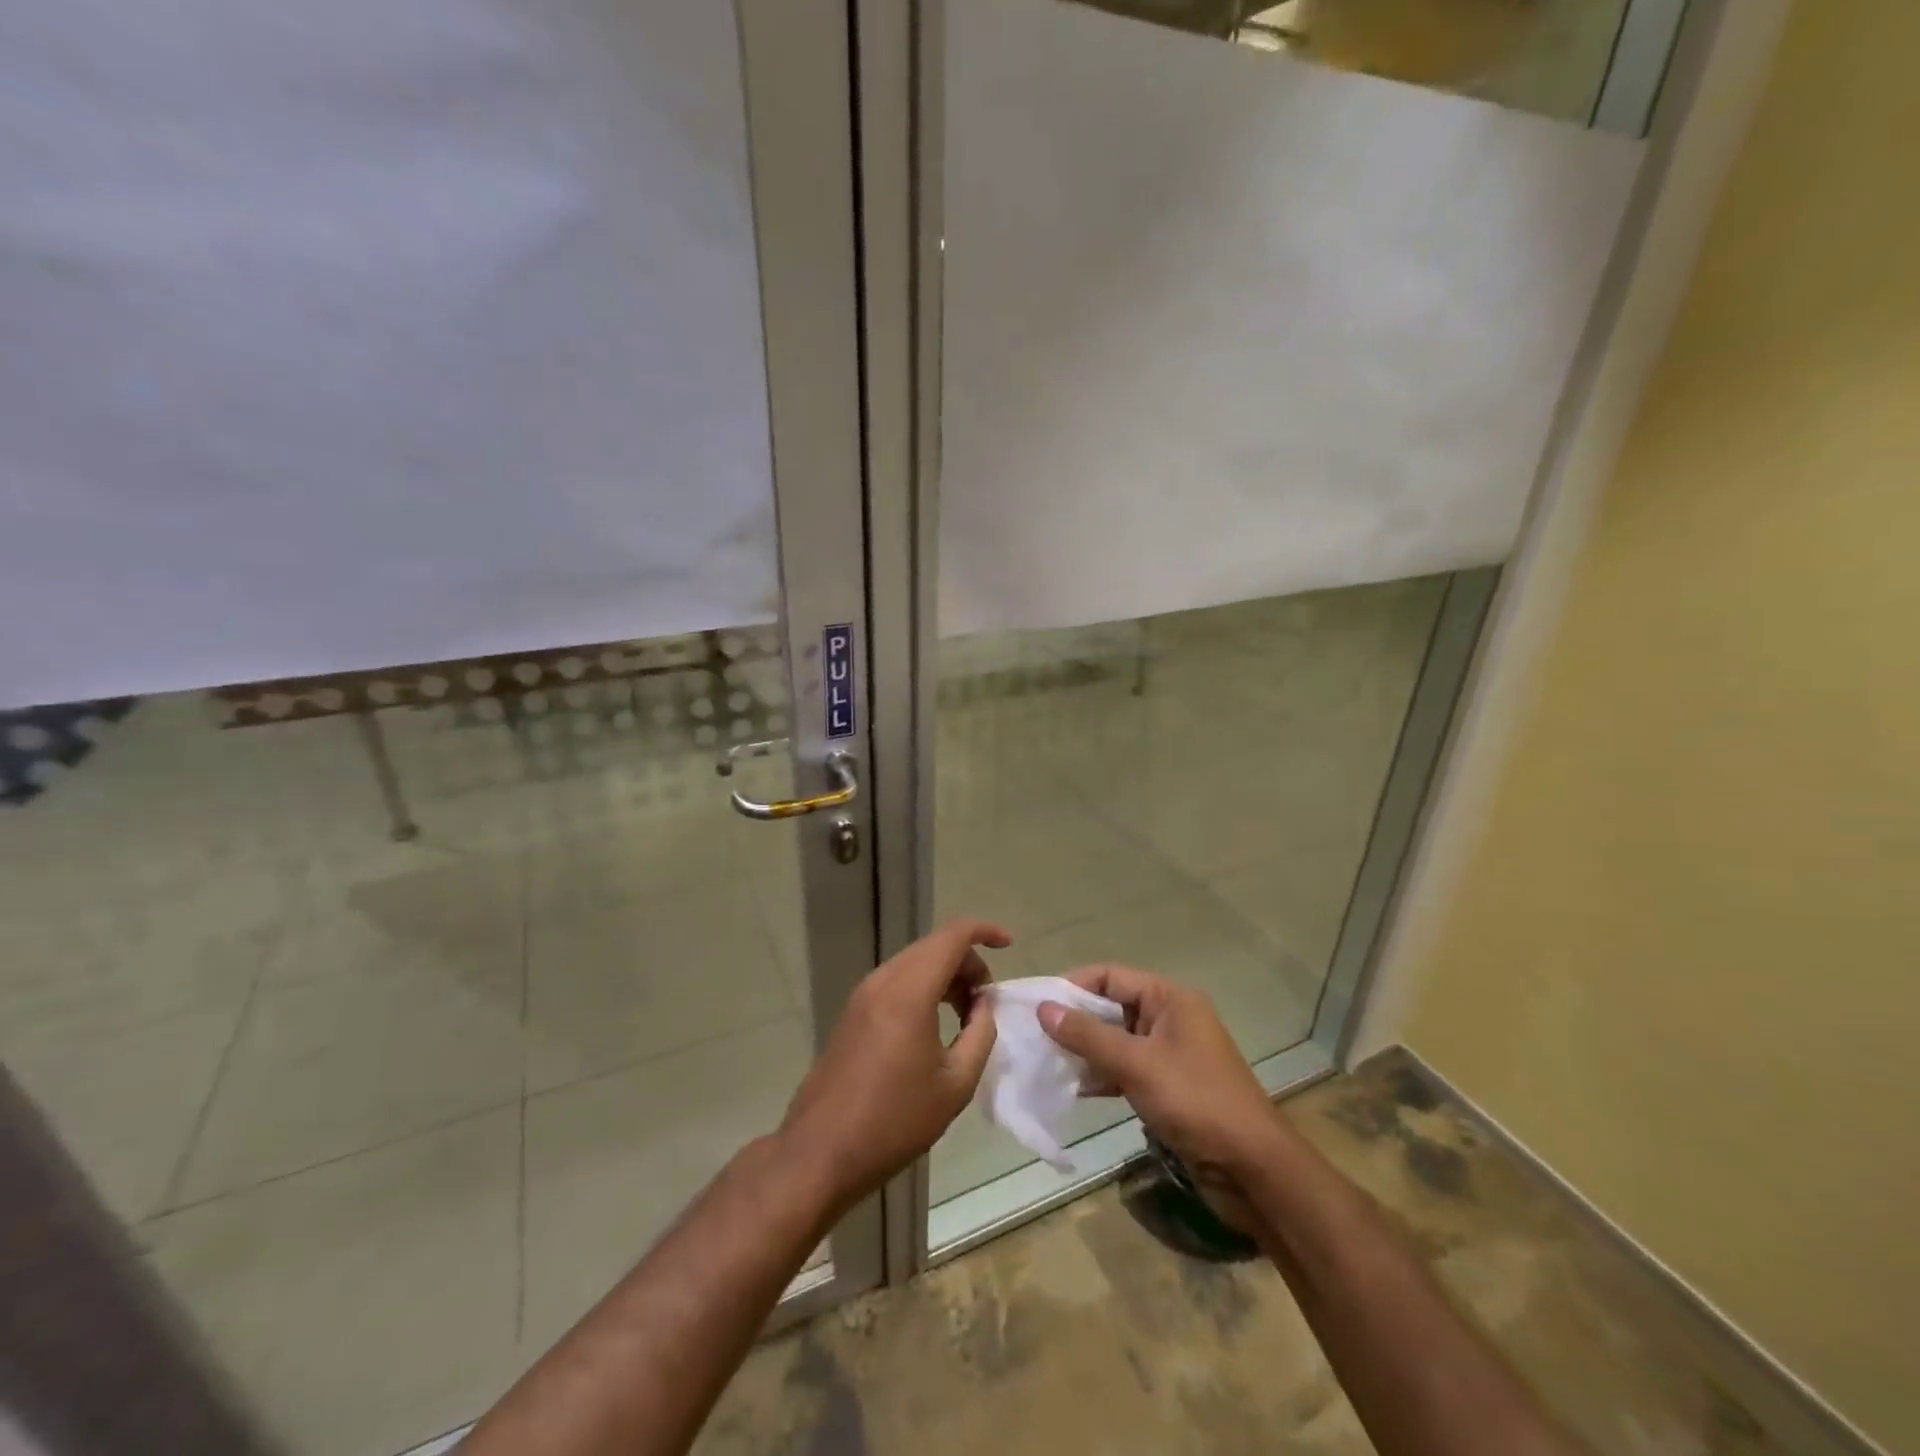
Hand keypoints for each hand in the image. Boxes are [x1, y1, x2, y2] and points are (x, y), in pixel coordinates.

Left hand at [779, 918, 1006, 1207]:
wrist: (821, 1152)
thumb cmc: (894, 1120)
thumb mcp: (955, 1084)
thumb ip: (980, 1033)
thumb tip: (983, 1004)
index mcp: (909, 991)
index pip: (953, 936)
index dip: (985, 931)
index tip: (1009, 945)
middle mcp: (883, 981)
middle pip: (933, 946)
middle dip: (967, 962)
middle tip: (986, 1001)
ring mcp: (862, 995)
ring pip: (914, 962)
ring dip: (945, 975)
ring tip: (965, 1016)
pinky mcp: (852, 1012)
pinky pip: (896, 981)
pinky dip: (923, 987)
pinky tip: (933, 1024)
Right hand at [1039, 964, 1283, 1203]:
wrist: (1252, 1168)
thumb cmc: (1195, 1101)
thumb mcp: (1137, 1064)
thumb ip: (1088, 1035)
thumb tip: (1044, 1008)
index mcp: (1170, 999)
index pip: (1111, 976)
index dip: (1074, 986)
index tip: (1039, 1004)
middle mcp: (1170, 1018)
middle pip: (1113, 1006)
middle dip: (1076, 1020)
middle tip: (1036, 1035)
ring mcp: (1170, 1053)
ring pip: (1117, 1040)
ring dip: (1086, 1050)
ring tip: (1048, 1062)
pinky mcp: (1169, 1086)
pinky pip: (1127, 1068)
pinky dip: (1103, 1075)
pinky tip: (1075, 1088)